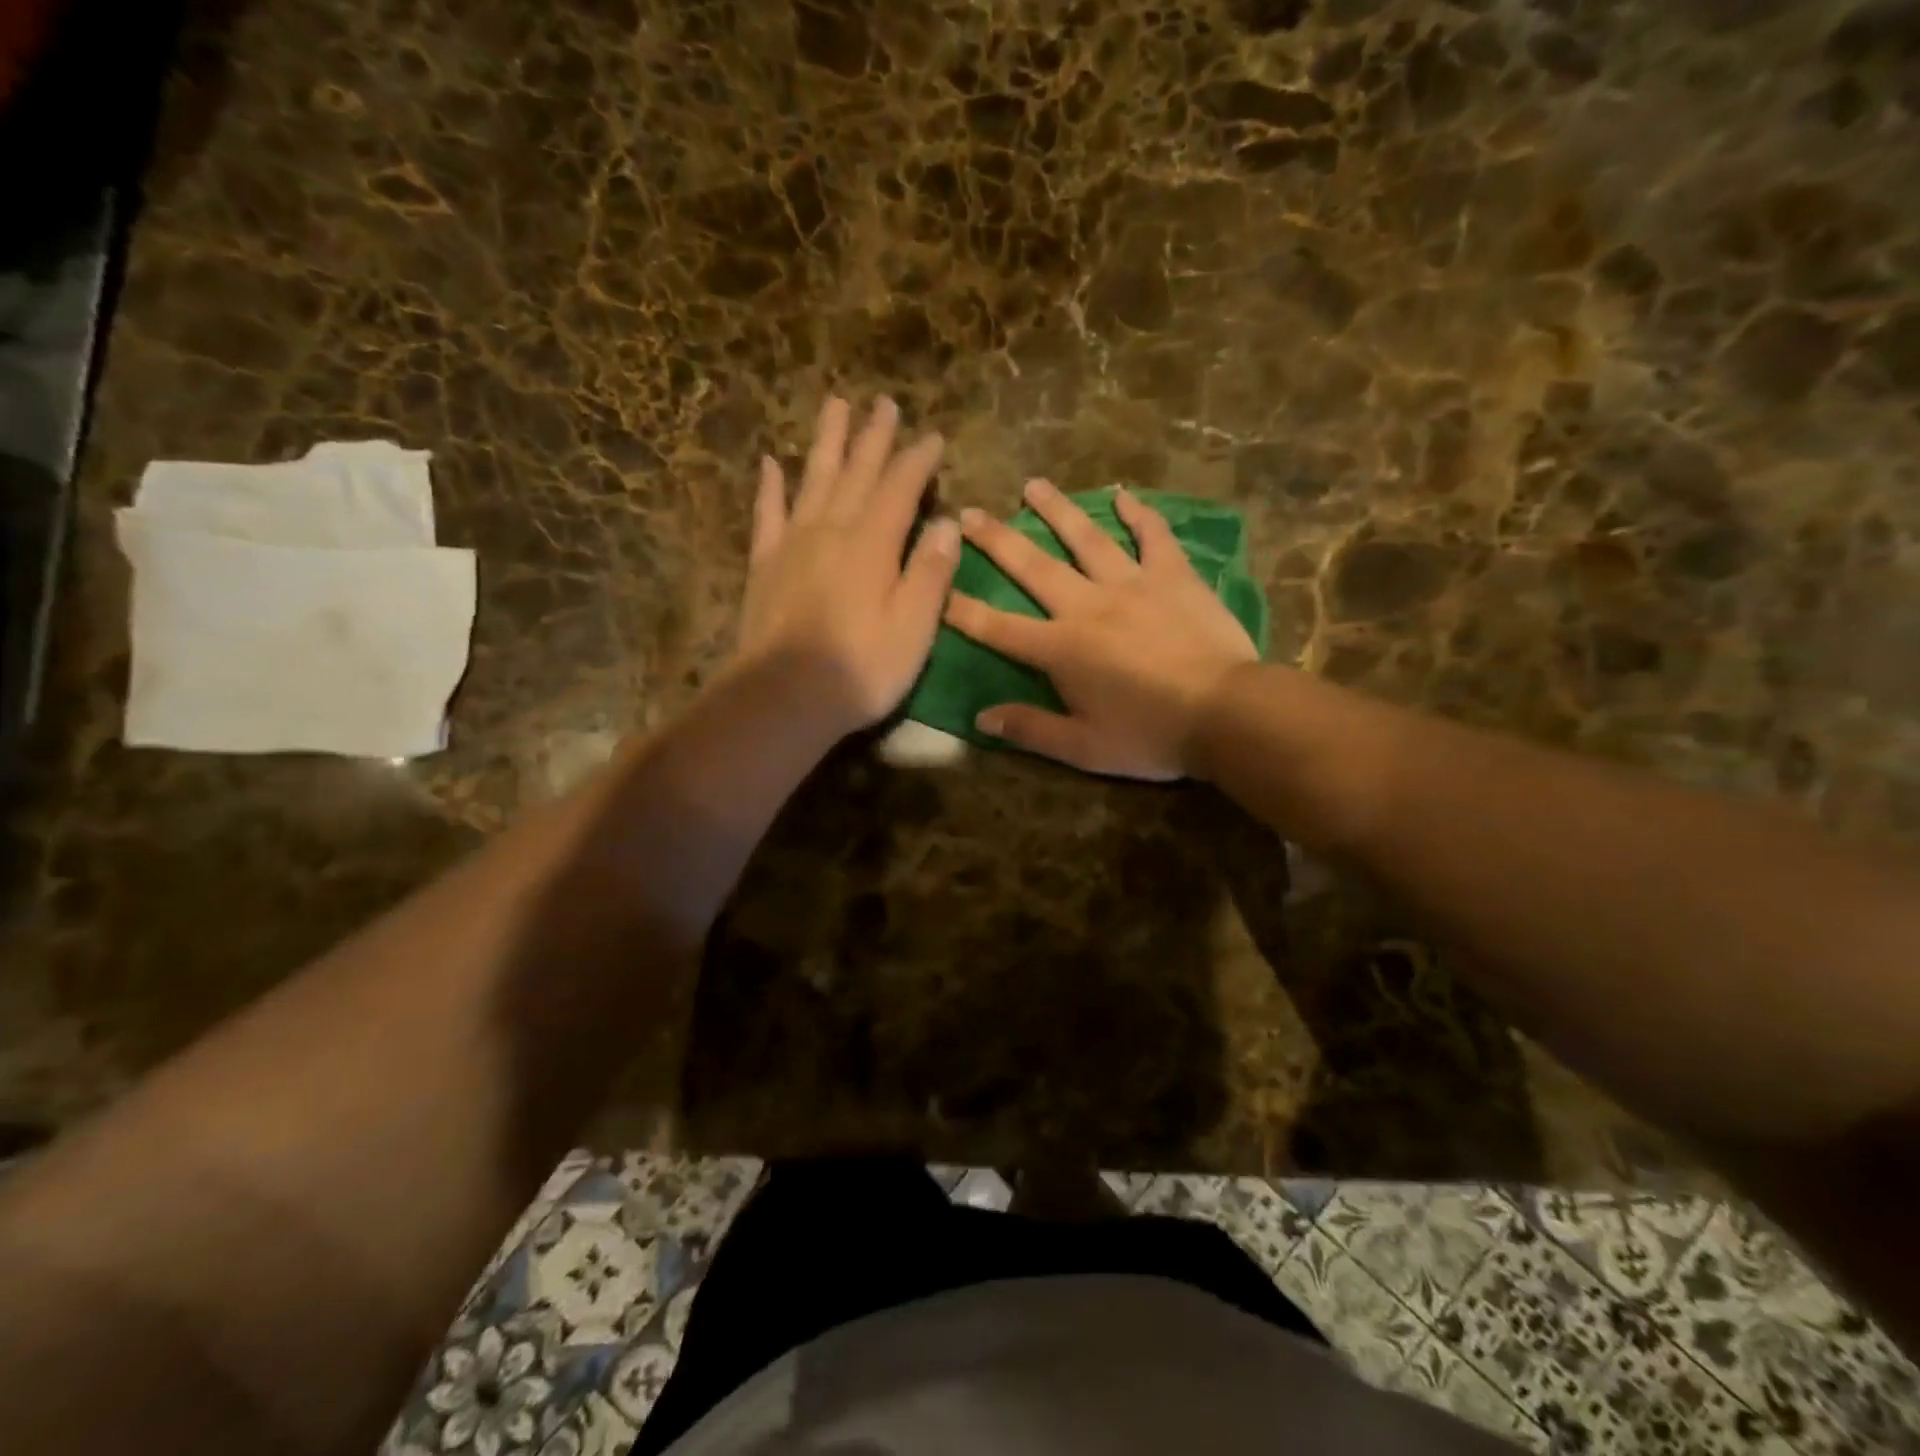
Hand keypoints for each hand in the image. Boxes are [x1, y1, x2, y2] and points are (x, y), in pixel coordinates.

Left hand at [733, 395, 959, 735]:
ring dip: (827, 442)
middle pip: (856, 472)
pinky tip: (770, 463)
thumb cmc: (861, 669)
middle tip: (883, 403)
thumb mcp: (914, 627)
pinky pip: (767, 514)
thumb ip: (930, 572)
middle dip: (873, 437)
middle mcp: (832, 530)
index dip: (918, 460)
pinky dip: (770, 487)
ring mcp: (793, 544)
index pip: (901, 488)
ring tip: (834, 406)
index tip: (933, 436)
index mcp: (873, 544)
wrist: (784, 697)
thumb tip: (946, 524)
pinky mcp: (765, 566)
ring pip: (813, 479)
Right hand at [944, 480, 1258, 779]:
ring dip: (1057, 509)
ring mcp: (1132, 583)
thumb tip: (981, 719)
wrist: (1227, 713)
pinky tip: (1123, 495)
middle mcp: (1087, 605)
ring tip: (1033, 485)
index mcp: (1061, 648)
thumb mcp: (1084, 748)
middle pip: (1033, 566)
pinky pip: (1153, 535)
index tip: (932, 585)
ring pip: (1086, 538)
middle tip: (969, 513)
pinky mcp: (1173, 575)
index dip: (960, 608)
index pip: (997, 627)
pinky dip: (1138, 513)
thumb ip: (1030, 729)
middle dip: (997, 539)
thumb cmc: (1150, 735)